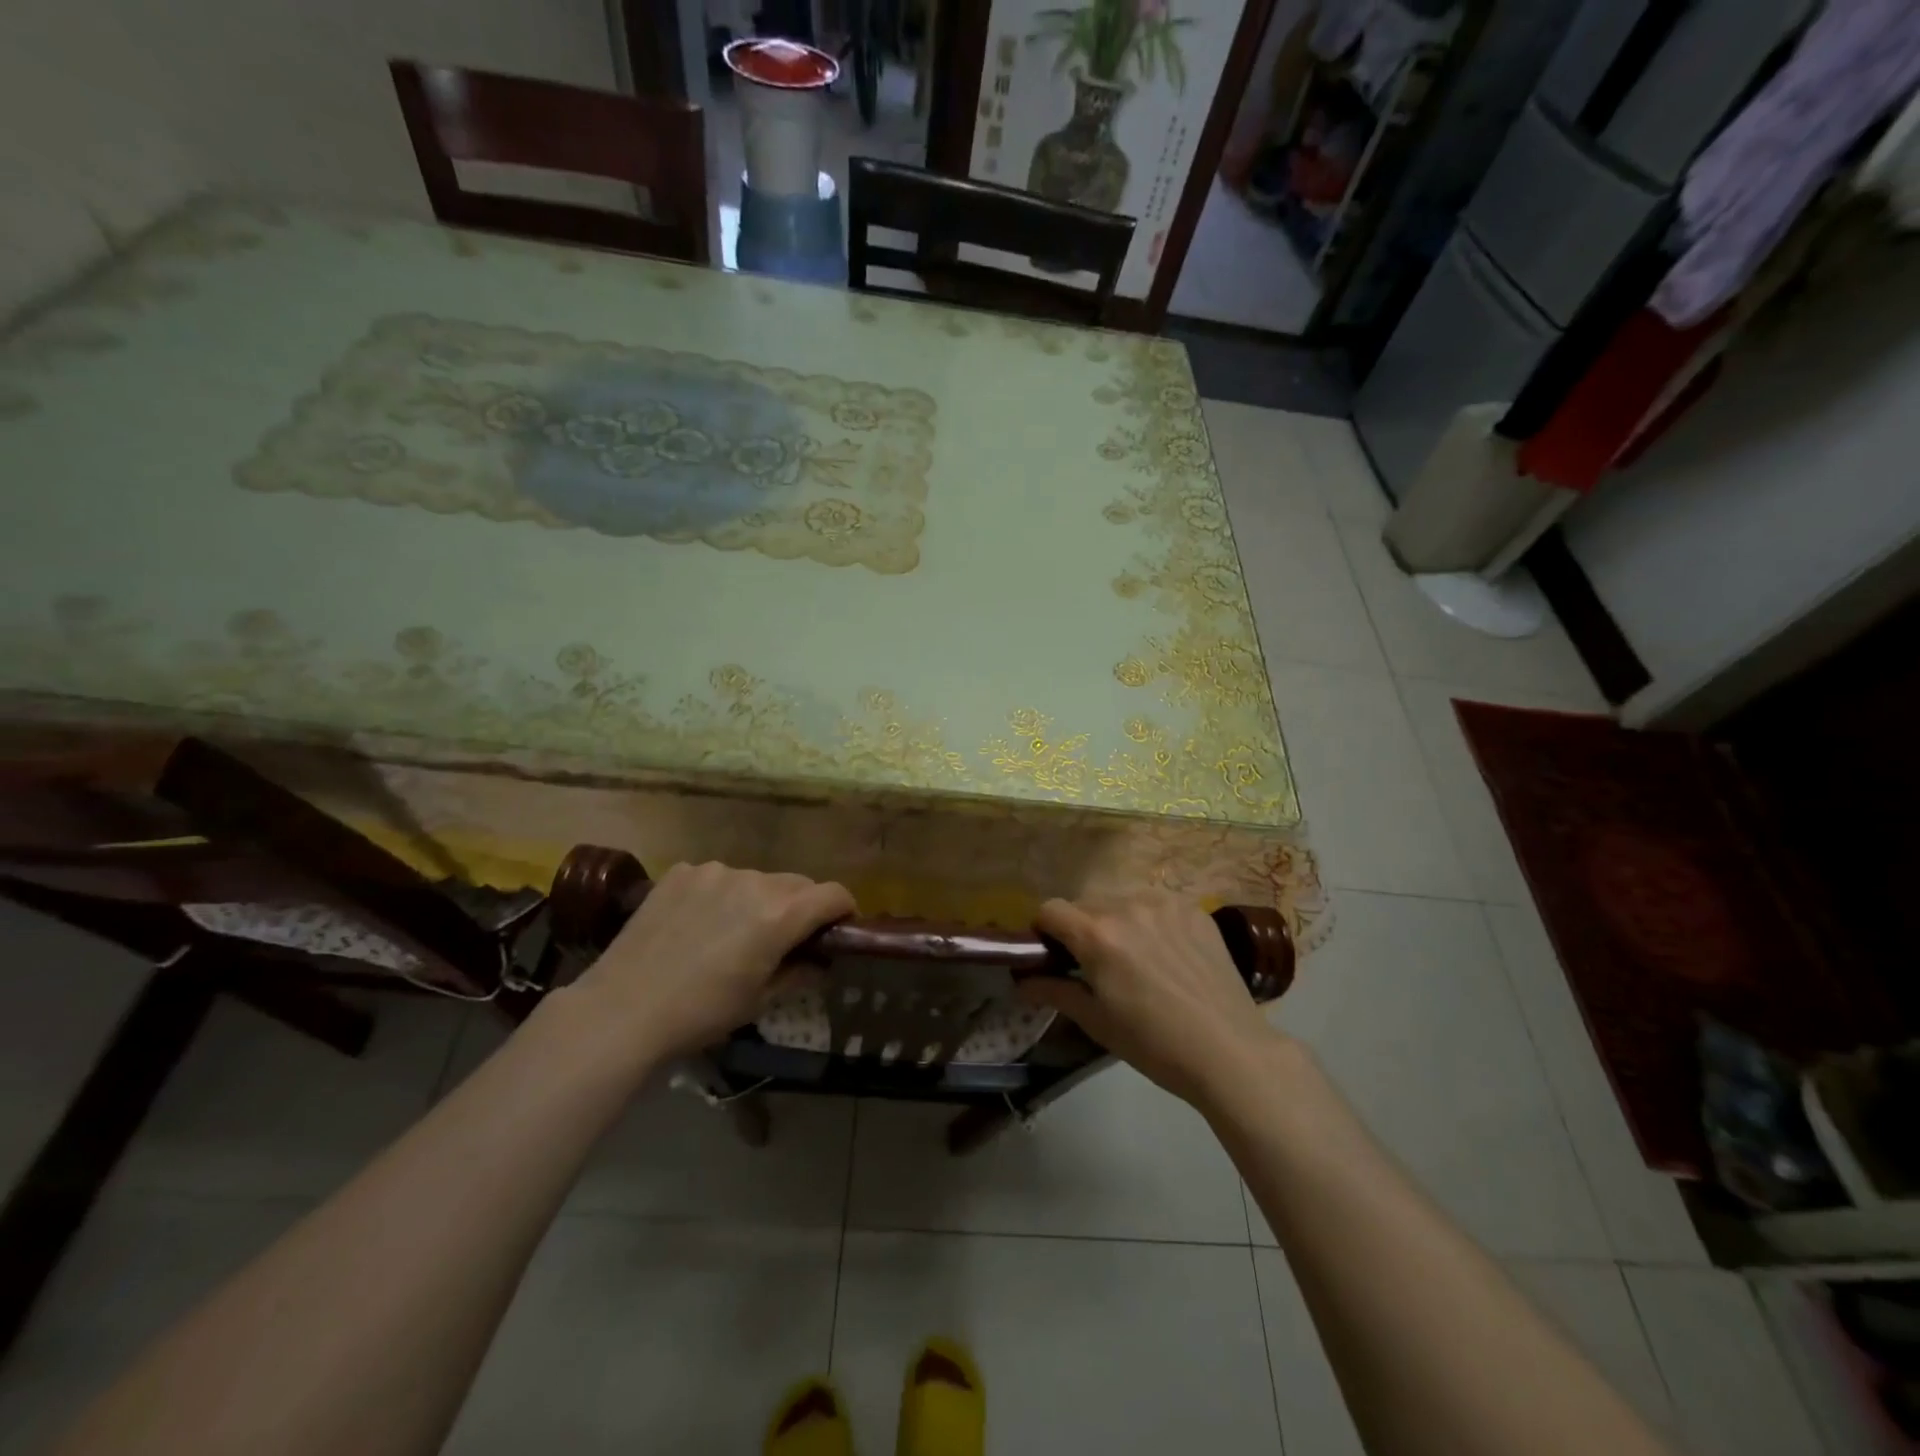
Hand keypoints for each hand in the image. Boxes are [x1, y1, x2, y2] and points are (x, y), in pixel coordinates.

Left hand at [565, 861, 854, 1064]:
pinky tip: (697, 924)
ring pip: (756, 879)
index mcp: (780, 914)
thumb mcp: (759, 1001)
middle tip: (784, 939)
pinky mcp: (681, 872)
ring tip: (732, 933)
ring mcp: (714, 871)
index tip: (837, 931)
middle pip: (797, 884)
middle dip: (801, 907)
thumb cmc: (701, 1013)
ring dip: (759, 900)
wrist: (622, 1008)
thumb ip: (799, 972)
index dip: (843, 911)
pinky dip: (720, 895)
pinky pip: (717, 878)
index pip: (833, 894)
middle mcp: (754, 881)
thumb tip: (820, 961)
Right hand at [1018, 891, 1282, 1108]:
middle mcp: (1127, 906)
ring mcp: (1165, 904)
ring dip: (1115, 919)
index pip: (1050, 909)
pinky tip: (1167, 952)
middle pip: (1085, 902)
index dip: (1044, 930)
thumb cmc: (1154, 1044)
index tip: (1053, 954)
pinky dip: (1150, 920)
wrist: (1230, 1051)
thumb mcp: (1097, 1022)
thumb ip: (1055, 992)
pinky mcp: (1195, 909)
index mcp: (1097, 934)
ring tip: (1134, 956)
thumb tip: (1022, 981)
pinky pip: (1157, 904)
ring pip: (1122, 899)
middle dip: (1080, 926)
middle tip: (1094, 962)